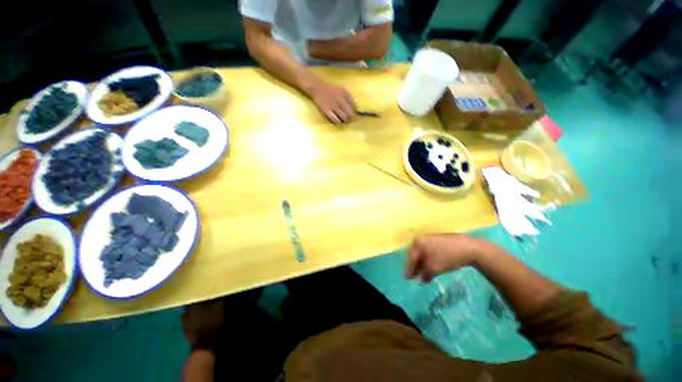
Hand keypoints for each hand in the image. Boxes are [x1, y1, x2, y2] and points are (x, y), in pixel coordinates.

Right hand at [309, 80, 356, 123]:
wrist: (317, 87)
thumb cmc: (331, 91)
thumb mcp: (342, 91)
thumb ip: (349, 99)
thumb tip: (355, 110)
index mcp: (345, 94)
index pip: (354, 107)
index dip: (354, 112)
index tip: (353, 114)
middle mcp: (340, 100)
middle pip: (350, 114)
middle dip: (350, 118)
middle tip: (348, 119)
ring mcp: (333, 105)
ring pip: (344, 118)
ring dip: (344, 120)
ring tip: (342, 120)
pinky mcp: (327, 110)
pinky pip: (335, 120)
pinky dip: (337, 122)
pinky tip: (337, 121)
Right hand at [404, 233, 482, 282]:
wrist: (468, 248)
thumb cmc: (447, 257)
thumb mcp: (433, 268)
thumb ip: (424, 274)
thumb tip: (420, 279)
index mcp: (417, 242)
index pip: (410, 258)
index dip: (409, 269)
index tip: (406, 278)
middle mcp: (421, 239)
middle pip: (415, 254)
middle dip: (415, 266)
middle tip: (414, 277)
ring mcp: (429, 239)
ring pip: (422, 253)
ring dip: (422, 264)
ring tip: (423, 274)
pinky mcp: (437, 241)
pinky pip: (429, 251)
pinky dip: (428, 260)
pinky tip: (431, 267)